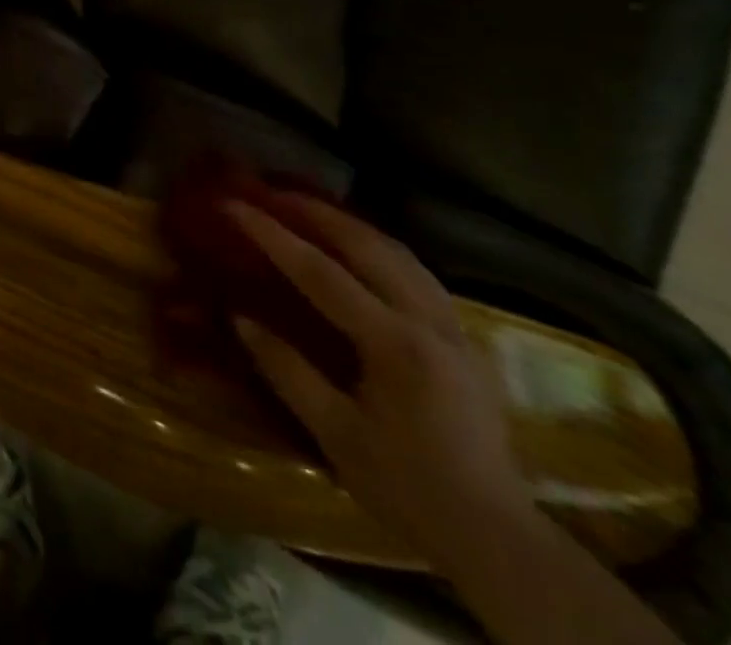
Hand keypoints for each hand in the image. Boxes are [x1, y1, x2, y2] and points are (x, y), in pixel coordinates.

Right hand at [228, 197, 537, 564]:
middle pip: (367, 245)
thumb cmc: (408, 488)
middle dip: (315, 212)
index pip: (321, 272)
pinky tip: (361, 249)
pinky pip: (417, 272)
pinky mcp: (464, 339)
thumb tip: (240, 318)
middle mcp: (429, 321)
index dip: (272, 235)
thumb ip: (287, 371)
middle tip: (272, 192)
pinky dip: (380, 247)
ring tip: (311, 209)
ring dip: (350, 224)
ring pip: (399, 252)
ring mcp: (453, 327)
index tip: (234, 205)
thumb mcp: (336, 435)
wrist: (497, 539)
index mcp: (395, 345)